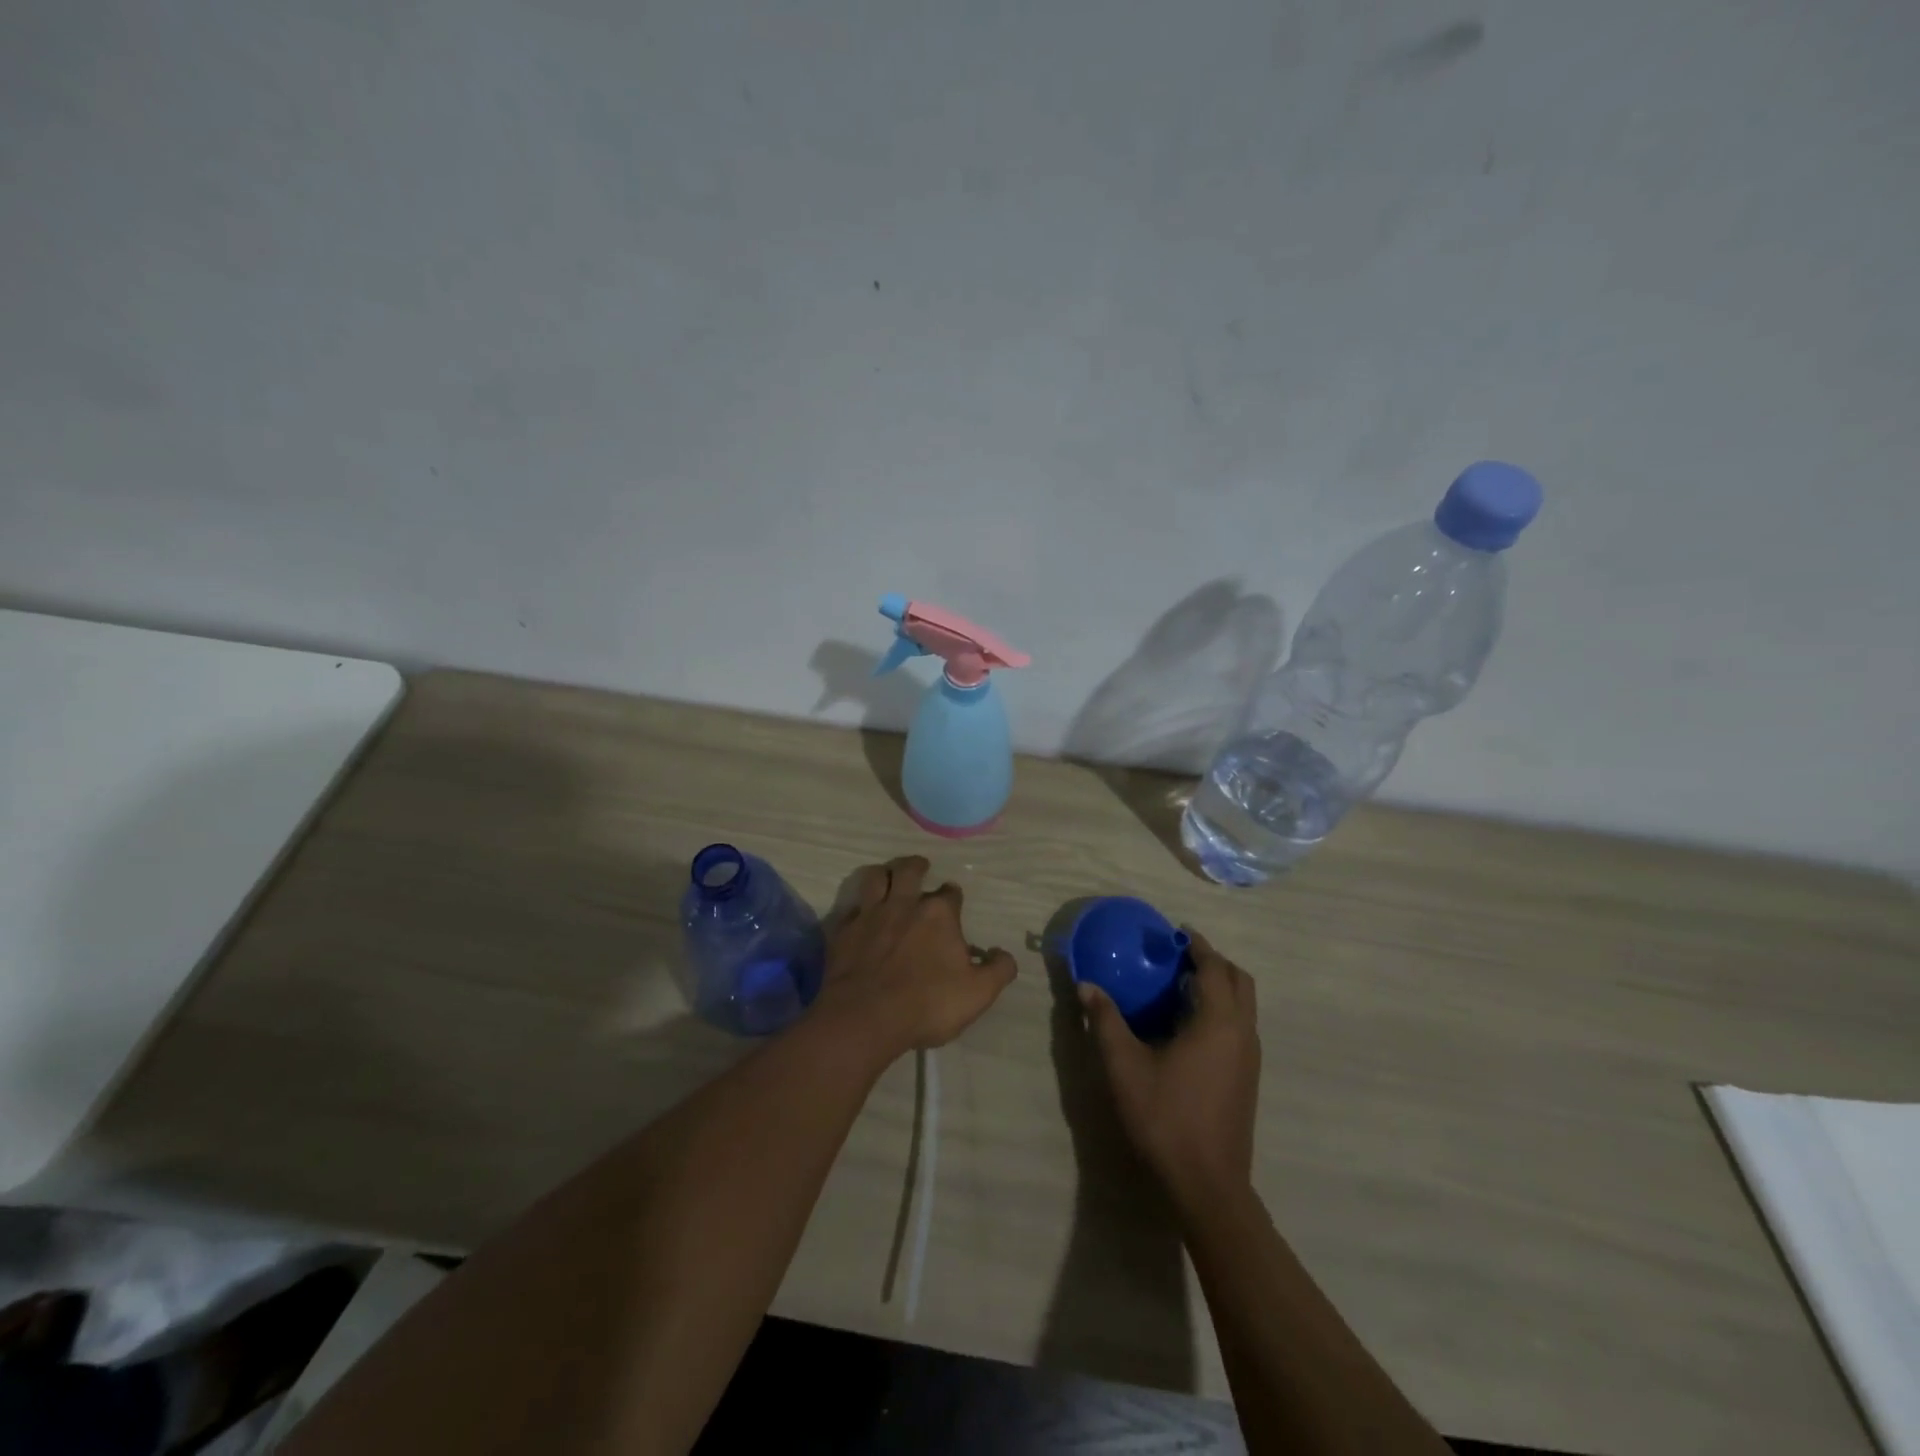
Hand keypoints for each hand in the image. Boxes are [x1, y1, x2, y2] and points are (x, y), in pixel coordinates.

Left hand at [813, 856, 1017, 1061]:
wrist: (867, 1016)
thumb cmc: (928, 1003)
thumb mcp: (978, 993)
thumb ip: (998, 970)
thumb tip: (1005, 955)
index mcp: (939, 914)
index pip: (950, 893)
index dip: (953, 895)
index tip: (953, 900)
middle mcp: (904, 903)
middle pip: (909, 871)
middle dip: (916, 866)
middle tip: (919, 867)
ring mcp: (870, 915)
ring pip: (875, 878)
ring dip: (883, 873)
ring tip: (887, 875)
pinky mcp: (844, 931)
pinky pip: (850, 909)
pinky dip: (857, 908)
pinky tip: (859, 915)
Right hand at [1079, 929, 1260, 1204]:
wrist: (1207, 1185)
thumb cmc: (1165, 1117)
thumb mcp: (1125, 1065)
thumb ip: (1106, 1020)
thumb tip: (1086, 986)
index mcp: (1218, 1022)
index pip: (1214, 968)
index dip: (1197, 945)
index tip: (1176, 932)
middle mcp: (1242, 1033)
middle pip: (1239, 981)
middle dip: (1213, 962)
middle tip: (1179, 956)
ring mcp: (1250, 1058)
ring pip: (1243, 1005)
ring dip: (1219, 986)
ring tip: (1180, 985)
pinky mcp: (1248, 1078)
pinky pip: (1239, 1026)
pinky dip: (1221, 1010)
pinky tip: (1187, 1026)